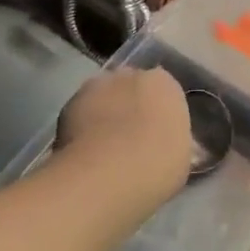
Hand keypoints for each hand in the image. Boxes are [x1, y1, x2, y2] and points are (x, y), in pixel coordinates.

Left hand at [56, 68, 192, 200]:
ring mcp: (97, 86)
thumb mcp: (181, 158)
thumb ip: (174, 141)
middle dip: (131, 106)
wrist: (106, 176)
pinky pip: (80, 113)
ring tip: (103, 147)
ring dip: (104, 113)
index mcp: (164, 83)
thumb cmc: (156, 166)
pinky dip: (81, 127)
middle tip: (130, 139)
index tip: (156, 135)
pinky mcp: (68, 103)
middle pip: (131, 87)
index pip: (163, 91)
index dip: (158, 113)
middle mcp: (131, 74)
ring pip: (103, 97)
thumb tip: (170, 144)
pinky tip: (84, 152)